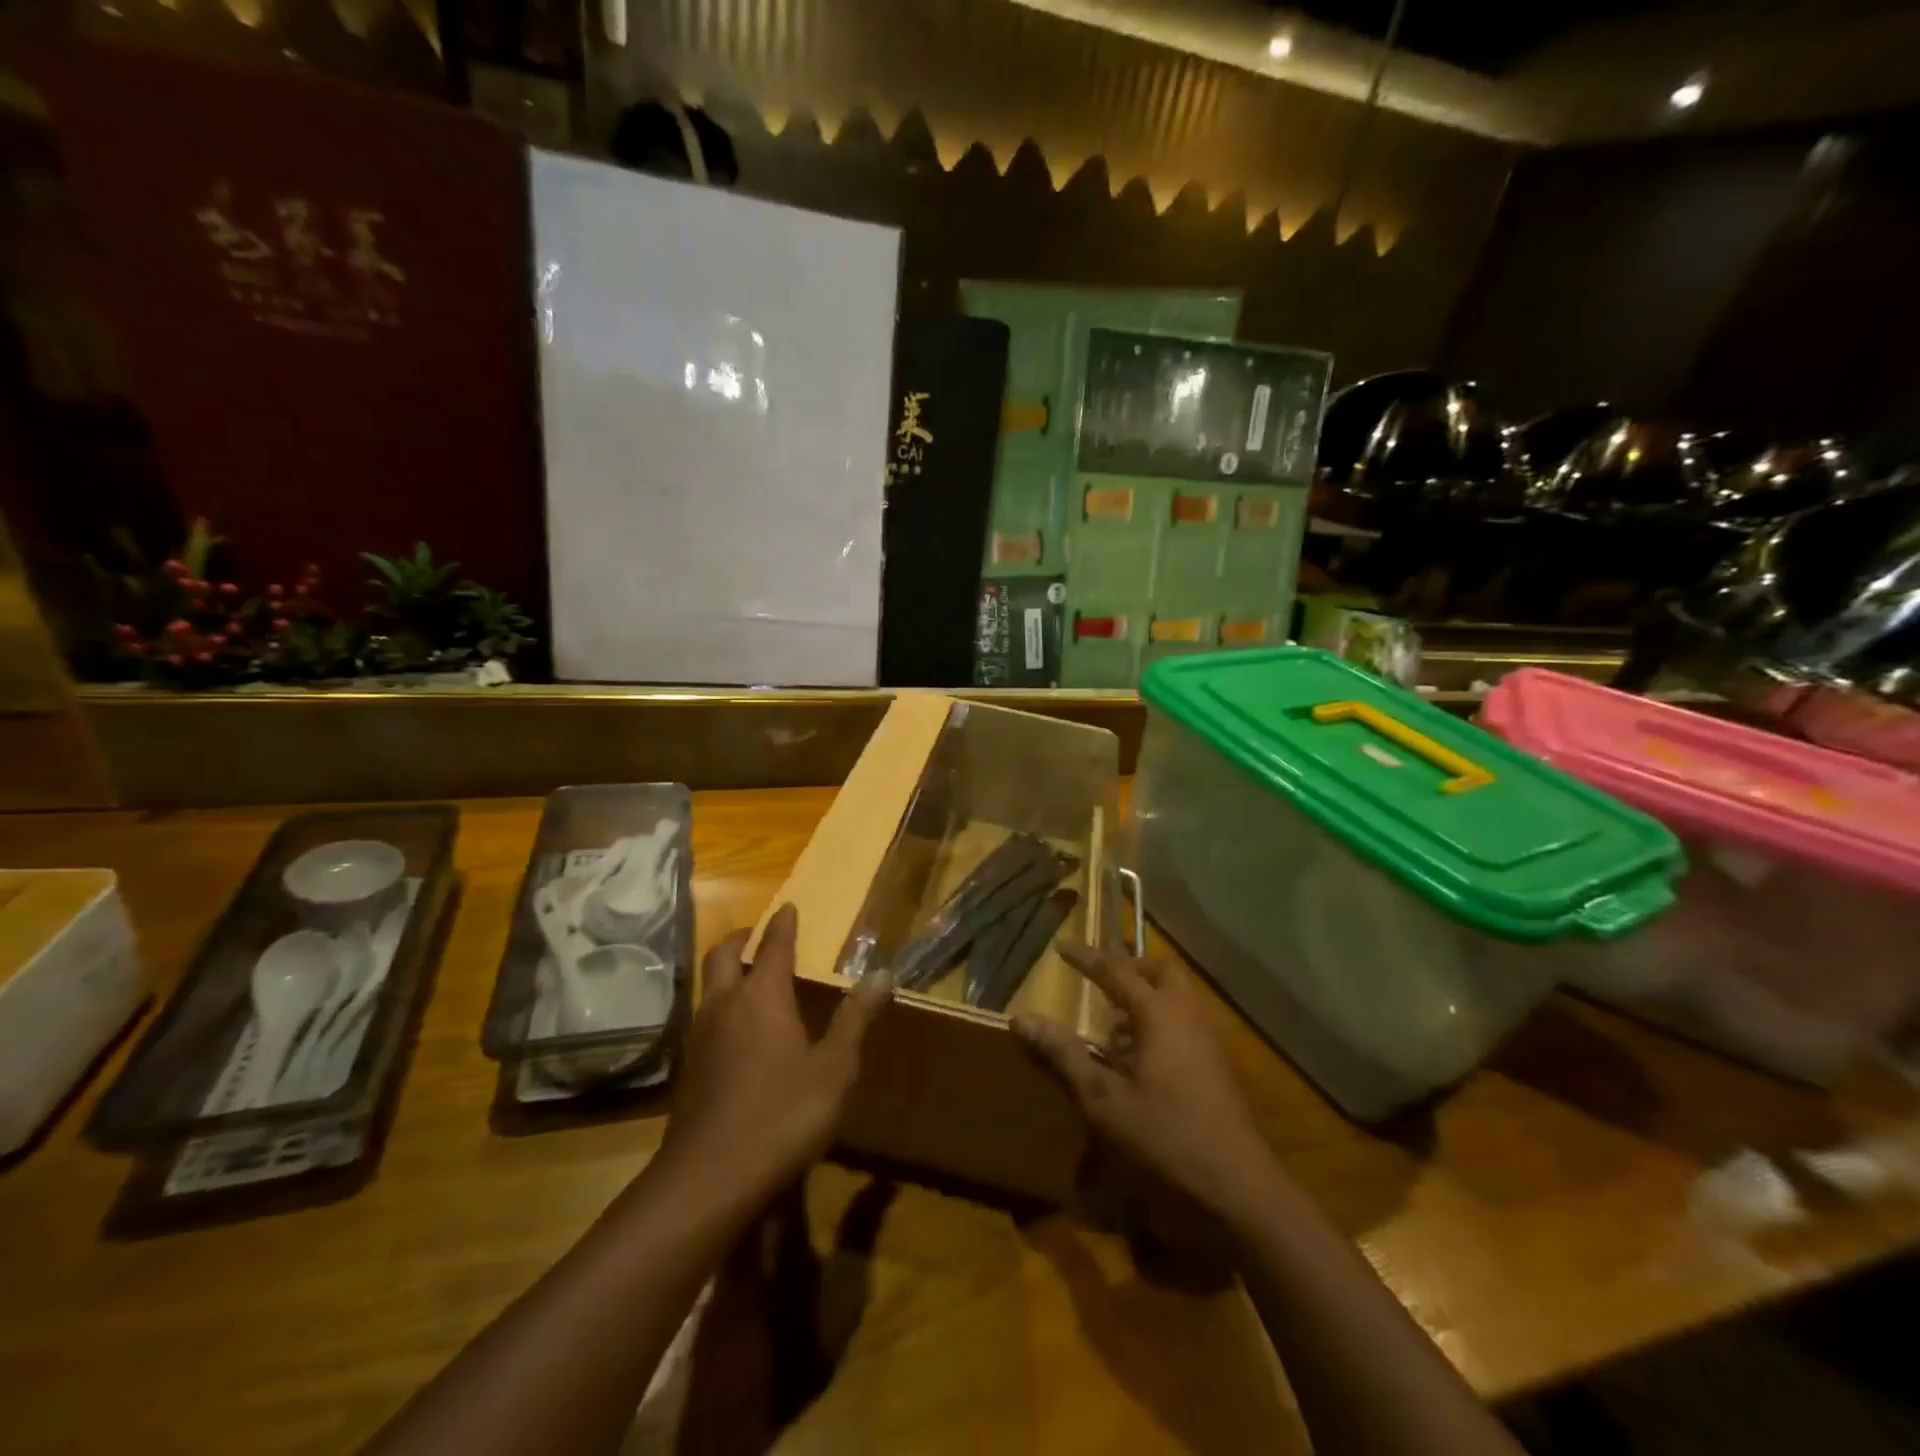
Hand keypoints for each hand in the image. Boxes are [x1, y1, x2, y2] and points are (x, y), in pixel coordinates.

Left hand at [660, 904, 889, 1202]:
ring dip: (727, 971)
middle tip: (758, 934)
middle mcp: (726, 1005)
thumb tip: (881, 973)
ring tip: (750, 976)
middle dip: (742, 938)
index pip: (774, 945)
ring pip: (709, 987)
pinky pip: (705, 1019)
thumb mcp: (834, 1068)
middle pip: (725, 956)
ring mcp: (701, 1038)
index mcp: (762, 996)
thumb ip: (855, 1019)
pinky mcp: (689, 1070)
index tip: (789, 907)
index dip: (783, 924)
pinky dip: (721, 1006)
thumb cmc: (782, 1114)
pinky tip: (737, 1031)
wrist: (709, 1179)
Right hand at [1013, 945, 1275, 1219]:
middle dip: (1128, 968)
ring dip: (1146, 996)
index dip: (1086, 958)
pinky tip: (1141, 1058)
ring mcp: (1209, 1040)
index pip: (1116, 970)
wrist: (1237, 1187)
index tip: (1061, 947)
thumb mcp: (1102, 1099)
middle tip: (1099, 980)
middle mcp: (1188, 1015)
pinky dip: (1161, 1020)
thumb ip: (1064, 1055)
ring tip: (1113, 1024)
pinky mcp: (1219, 1065)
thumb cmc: (1165, 1136)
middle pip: (1159, 971)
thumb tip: (1022, 1019)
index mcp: (1159, 1013)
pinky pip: (1186, 1021)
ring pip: (1177, 996)